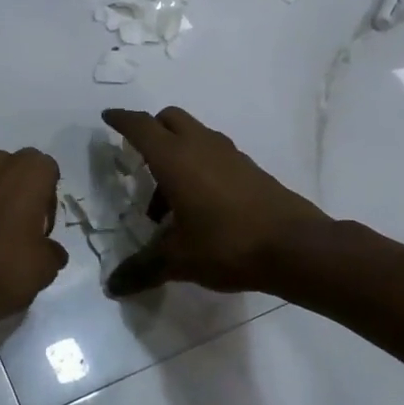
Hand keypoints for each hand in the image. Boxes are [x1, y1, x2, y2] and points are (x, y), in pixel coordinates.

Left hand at [0, 146, 68, 329]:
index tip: (41, 229)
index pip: (47, 172)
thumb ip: (52, 251)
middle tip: (18, 229)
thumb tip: (49, 250)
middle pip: (14, 171)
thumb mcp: (44, 268)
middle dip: (18, 193)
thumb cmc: (2, 267)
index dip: (47, 200)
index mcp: (27, 170)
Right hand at [101, 107, 331, 296]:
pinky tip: (199, 206)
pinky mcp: (250, 169)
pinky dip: (198, 167)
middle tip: (139, 161)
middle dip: (150, 131)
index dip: (121, 119)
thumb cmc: (227, 245)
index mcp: (175, 159)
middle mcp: (201, 146)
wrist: (295, 248)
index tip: (108, 117)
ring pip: (194, 136)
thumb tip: (113, 287)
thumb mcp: (178, 260)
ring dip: (175, 154)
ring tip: (167, 202)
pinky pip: (214, 154)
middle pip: (169, 120)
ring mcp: (230, 155)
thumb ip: (142, 269)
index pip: (141, 127)